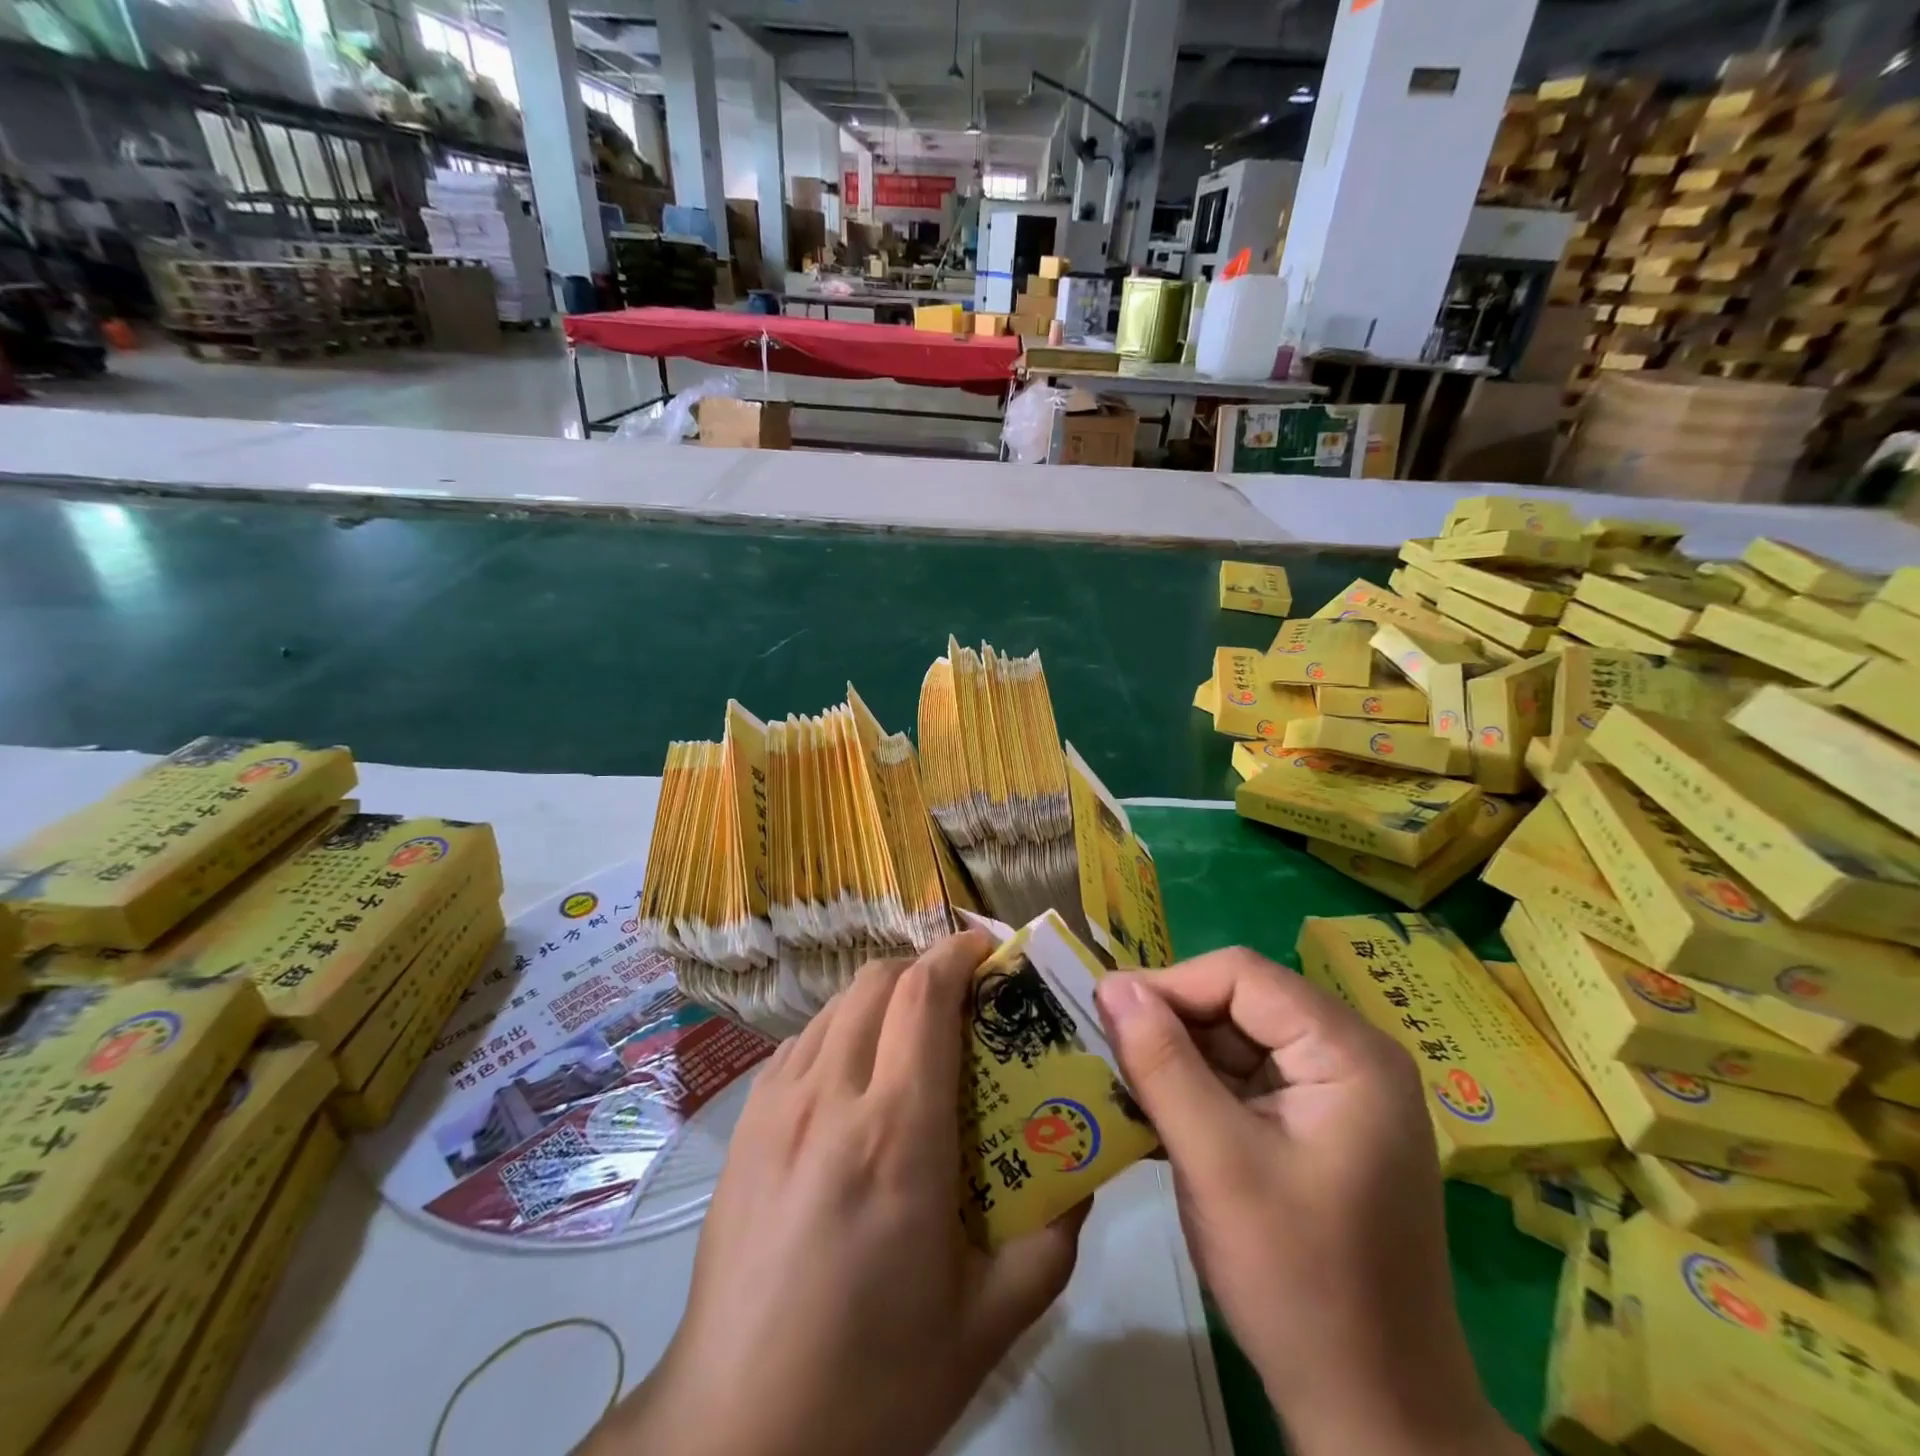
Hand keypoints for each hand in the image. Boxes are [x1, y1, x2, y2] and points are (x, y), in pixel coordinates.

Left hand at [588, 931, 1083, 1455]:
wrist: (737, 1434)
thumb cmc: (874, 1379)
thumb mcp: (988, 1321)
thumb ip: (1051, 1237)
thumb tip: (1081, 1171)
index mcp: (897, 1134)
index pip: (924, 996)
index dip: (957, 953)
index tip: (988, 948)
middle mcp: (830, 1098)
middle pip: (879, 980)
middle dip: (925, 968)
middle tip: (962, 997)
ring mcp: (776, 1105)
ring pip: (837, 1004)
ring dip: (883, 996)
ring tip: (913, 1032)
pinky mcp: (744, 1125)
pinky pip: (802, 1042)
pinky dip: (841, 1029)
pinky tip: (856, 1077)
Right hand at [1094, 949, 1522, 1455]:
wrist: (1374, 1418)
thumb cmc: (1299, 1285)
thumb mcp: (1216, 1164)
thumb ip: (1161, 1063)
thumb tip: (1111, 984)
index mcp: (1349, 1053)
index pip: (1242, 976)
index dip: (1169, 984)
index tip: (1106, 1013)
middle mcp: (1350, 1058)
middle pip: (1240, 1003)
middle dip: (1171, 1024)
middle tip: (1108, 1052)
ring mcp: (1336, 1095)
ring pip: (1236, 1041)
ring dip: (1178, 1059)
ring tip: (1122, 1084)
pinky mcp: (1316, 1128)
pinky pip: (1245, 1081)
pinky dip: (1197, 1091)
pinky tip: (1154, 1115)